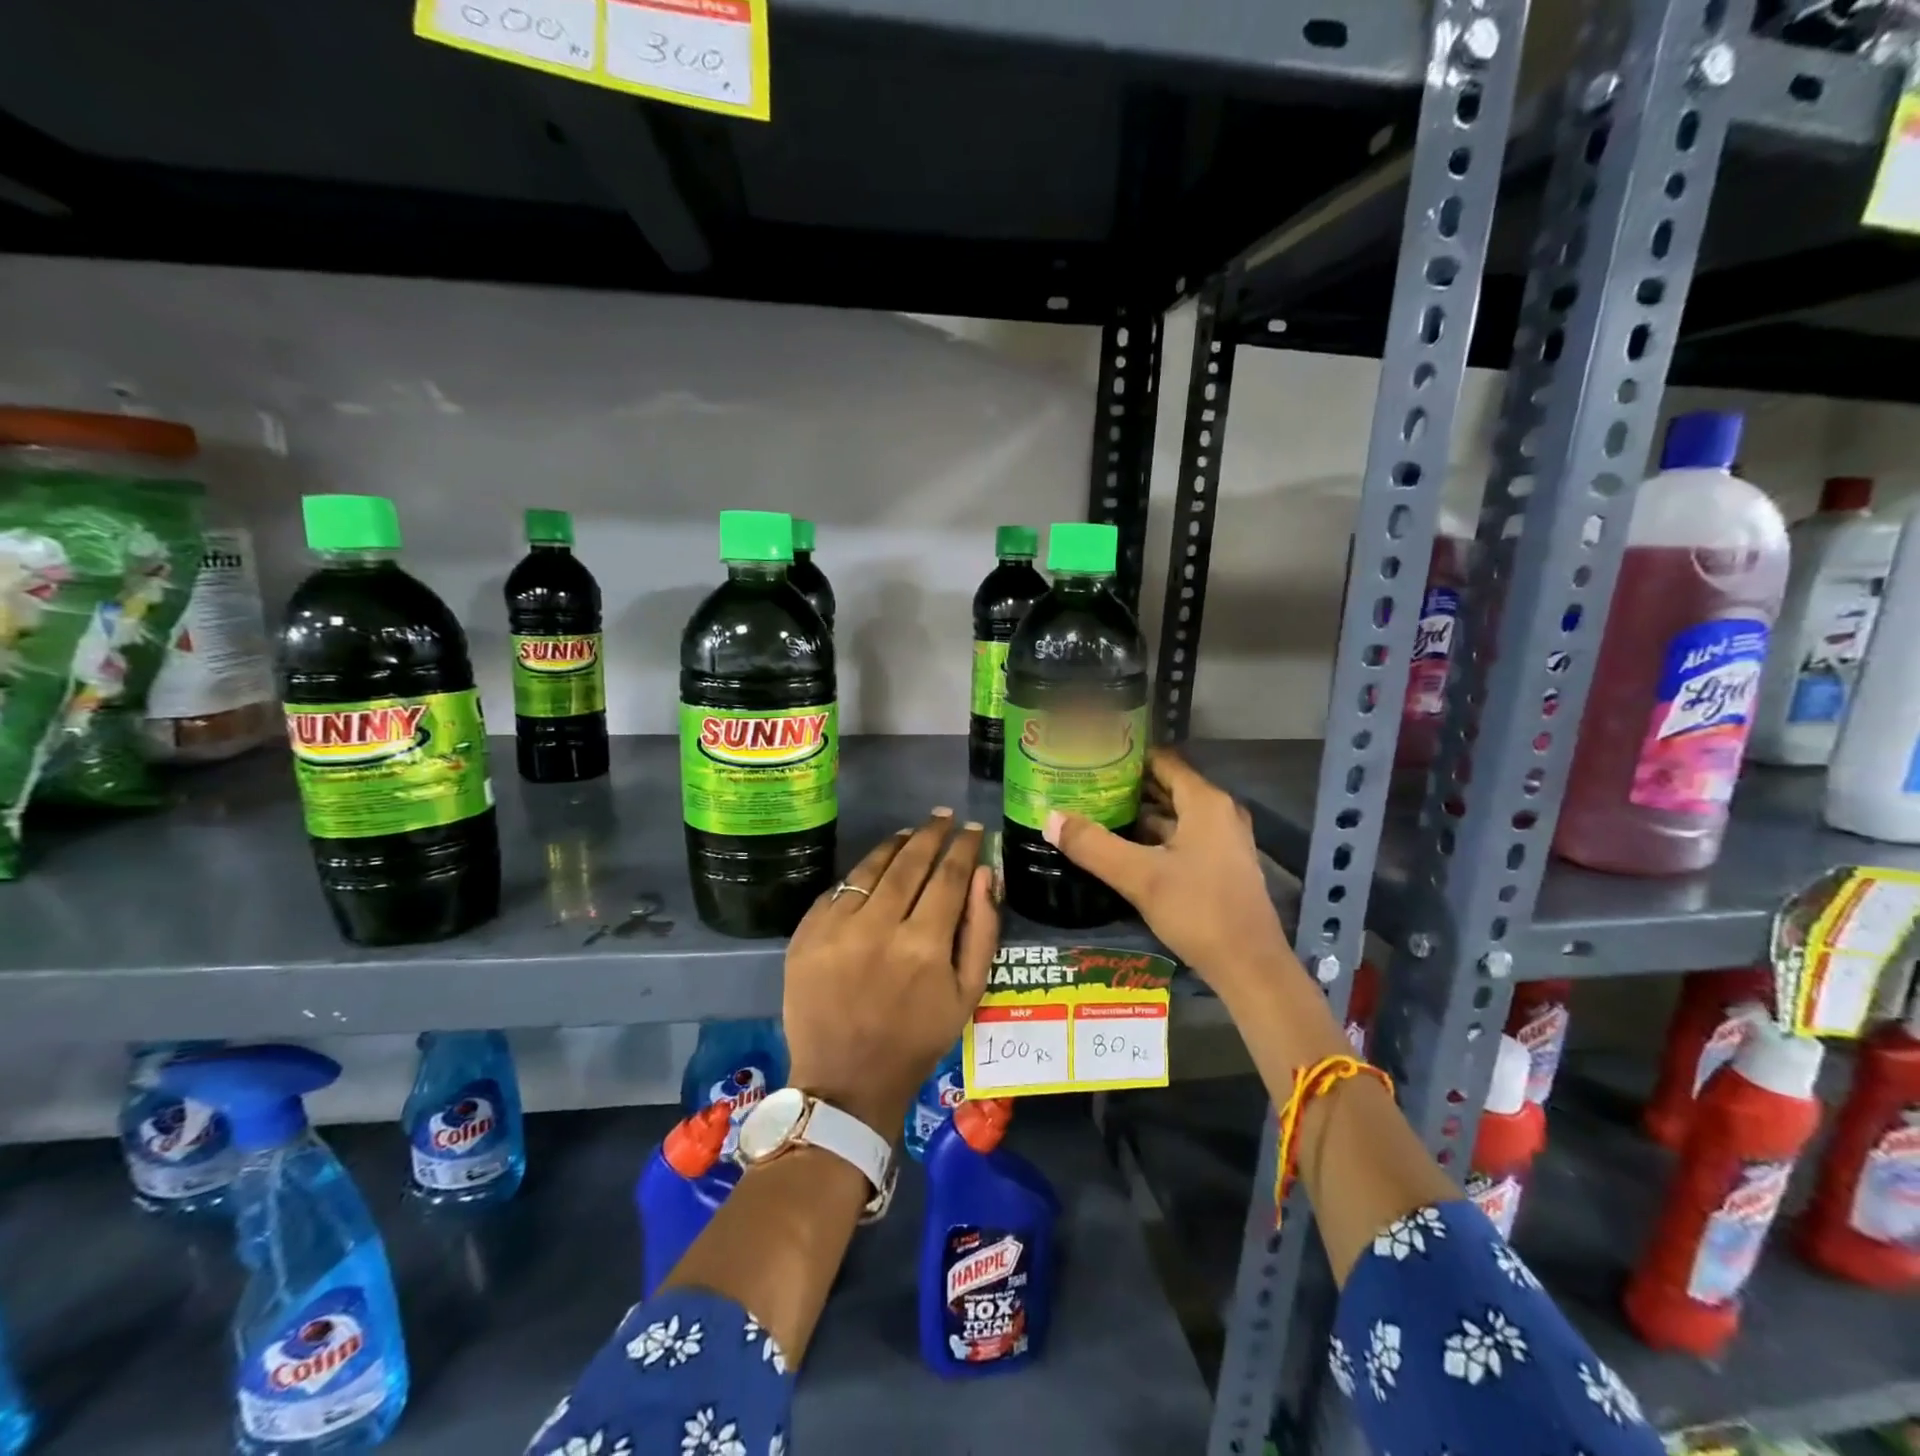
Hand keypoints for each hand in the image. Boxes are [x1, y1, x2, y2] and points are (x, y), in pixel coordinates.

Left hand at [783, 809, 998, 1134]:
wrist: (846, 1080)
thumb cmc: (917, 1039)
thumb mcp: (967, 994)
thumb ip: (981, 930)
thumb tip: (984, 873)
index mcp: (925, 945)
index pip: (949, 876)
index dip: (964, 847)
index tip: (974, 829)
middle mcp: (879, 927)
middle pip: (909, 862)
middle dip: (931, 834)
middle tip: (943, 817)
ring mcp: (836, 929)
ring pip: (871, 868)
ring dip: (895, 844)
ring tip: (911, 832)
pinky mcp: (806, 934)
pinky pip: (839, 889)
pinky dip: (861, 874)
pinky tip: (875, 867)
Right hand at [1044, 749, 1286, 996]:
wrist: (1250, 968)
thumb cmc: (1198, 910)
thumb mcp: (1139, 877)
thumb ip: (1093, 846)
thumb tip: (1049, 818)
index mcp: (1205, 803)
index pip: (1162, 762)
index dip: (1127, 757)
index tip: (1091, 757)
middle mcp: (1218, 814)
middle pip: (1167, 787)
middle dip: (1127, 786)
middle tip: (1084, 784)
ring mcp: (1223, 842)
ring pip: (1173, 816)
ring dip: (1138, 814)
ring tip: (1095, 812)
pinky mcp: (1220, 867)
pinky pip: (1181, 838)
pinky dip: (1153, 837)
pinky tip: (1122, 848)